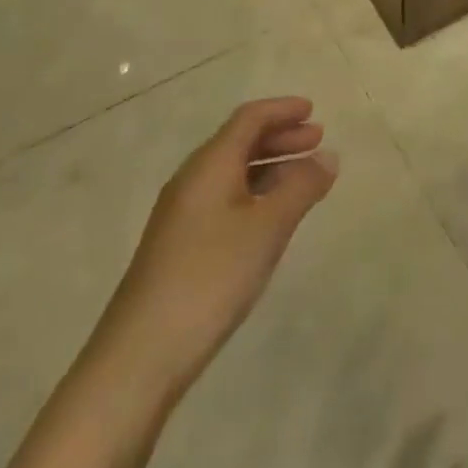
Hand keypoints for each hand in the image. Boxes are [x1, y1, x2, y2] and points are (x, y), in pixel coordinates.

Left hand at [104, 97, 337, 397]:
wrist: (140, 356)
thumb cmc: (211, 277)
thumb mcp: (268, 228)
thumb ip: (301, 188)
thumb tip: (328, 156)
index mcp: (210, 164)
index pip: (249, 118)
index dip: (282, 110)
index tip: (312, 110)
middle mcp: (192, 179)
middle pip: (239, 142)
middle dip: (279, 137)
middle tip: (317, 141)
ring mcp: (181, 214)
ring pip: (232, 172)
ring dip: (269, 165)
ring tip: (303, 178)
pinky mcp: (179, 245)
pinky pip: (224, 198)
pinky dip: (255, 192)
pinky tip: (271, 216)